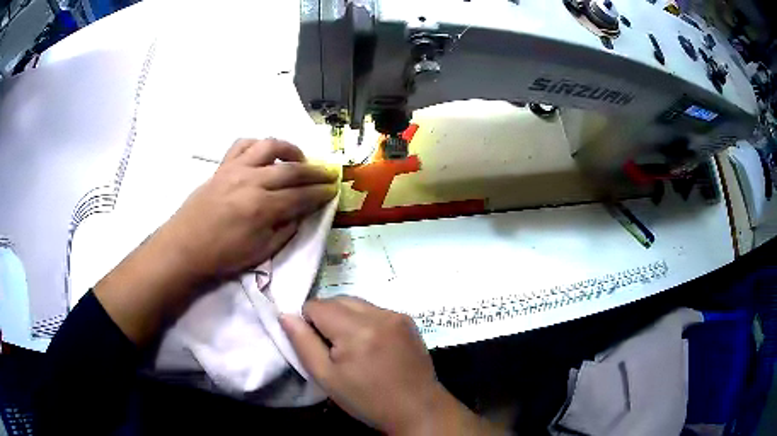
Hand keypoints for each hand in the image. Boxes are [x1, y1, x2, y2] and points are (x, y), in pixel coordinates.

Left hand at [157, 138, 338, 280]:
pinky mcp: (222, 166)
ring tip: (299, 159)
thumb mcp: (261, 252)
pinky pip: (243, 144)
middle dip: (316, 171)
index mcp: (263, 207)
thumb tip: (301, 212)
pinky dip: (258, 145)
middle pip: (292, 169)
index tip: (334, 189)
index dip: (321, 192)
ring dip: (290, 149)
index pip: (302, 195)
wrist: (185, 247)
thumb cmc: (223, 255)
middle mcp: (252, 181)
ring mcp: (236, 169)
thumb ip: (286, 230)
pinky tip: (264, 154)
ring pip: (269, 146)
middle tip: (330, 172)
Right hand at [281, 297, 498, 434]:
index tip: (319, 347)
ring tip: (354, 347)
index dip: (309, 324)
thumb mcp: (327, 378)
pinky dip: (365, 321)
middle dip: (327, 318)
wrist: (417, 408)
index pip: (316, 305)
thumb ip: (303, 343)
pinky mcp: (408, 319)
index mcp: (356, 330)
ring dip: (346, 318)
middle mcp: (378, 314)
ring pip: (356, 303)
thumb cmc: (367, 399)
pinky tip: (373, 345)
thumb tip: (285, 315)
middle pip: (337, 299)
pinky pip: (375, 310)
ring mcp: (397, 314)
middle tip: (335, 349)